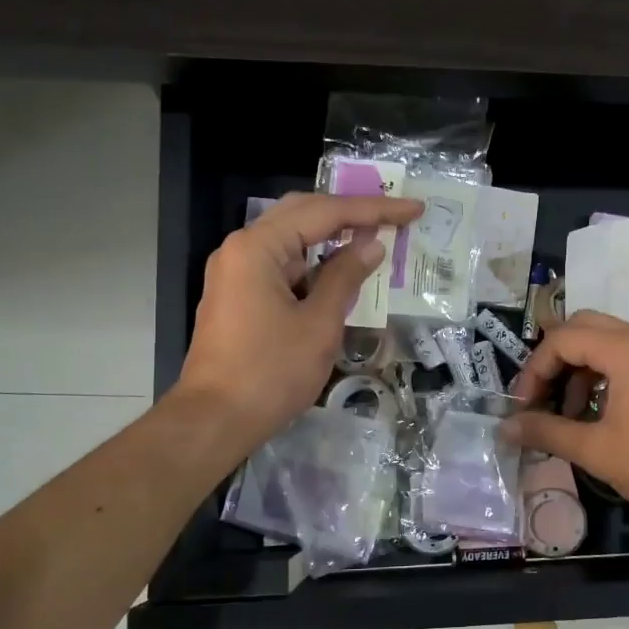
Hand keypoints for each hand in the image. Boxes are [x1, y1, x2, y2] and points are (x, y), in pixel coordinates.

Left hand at [173, 191, 423, 458]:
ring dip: (332, 238)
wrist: (215, 420)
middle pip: (303, 214)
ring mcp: (235, 272)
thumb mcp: (318, 324)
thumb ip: (346, 277)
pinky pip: (281, 265)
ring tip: (375, 239)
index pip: (324, 212)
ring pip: (291, 240)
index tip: (413, 208)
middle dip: (350, 213)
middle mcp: (241, 248)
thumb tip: (372, 245)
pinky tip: (341, 272)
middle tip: (394, 215)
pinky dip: (313, 265)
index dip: (373, 209)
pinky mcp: (237, 295)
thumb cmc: (270, 373)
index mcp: (258, 247)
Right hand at [505, 311, 628, 532]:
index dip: (534, 370)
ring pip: (609, 341)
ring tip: (573, 414)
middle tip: (543, 398)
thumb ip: (547, 431)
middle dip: (556, 360)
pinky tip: (605, 414)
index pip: (562, 339)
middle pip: (585, 328)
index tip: (523, 406)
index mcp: (626, 348)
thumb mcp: (597, 450)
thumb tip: (504, 427)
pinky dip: (608, 375)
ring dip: (582, 369)